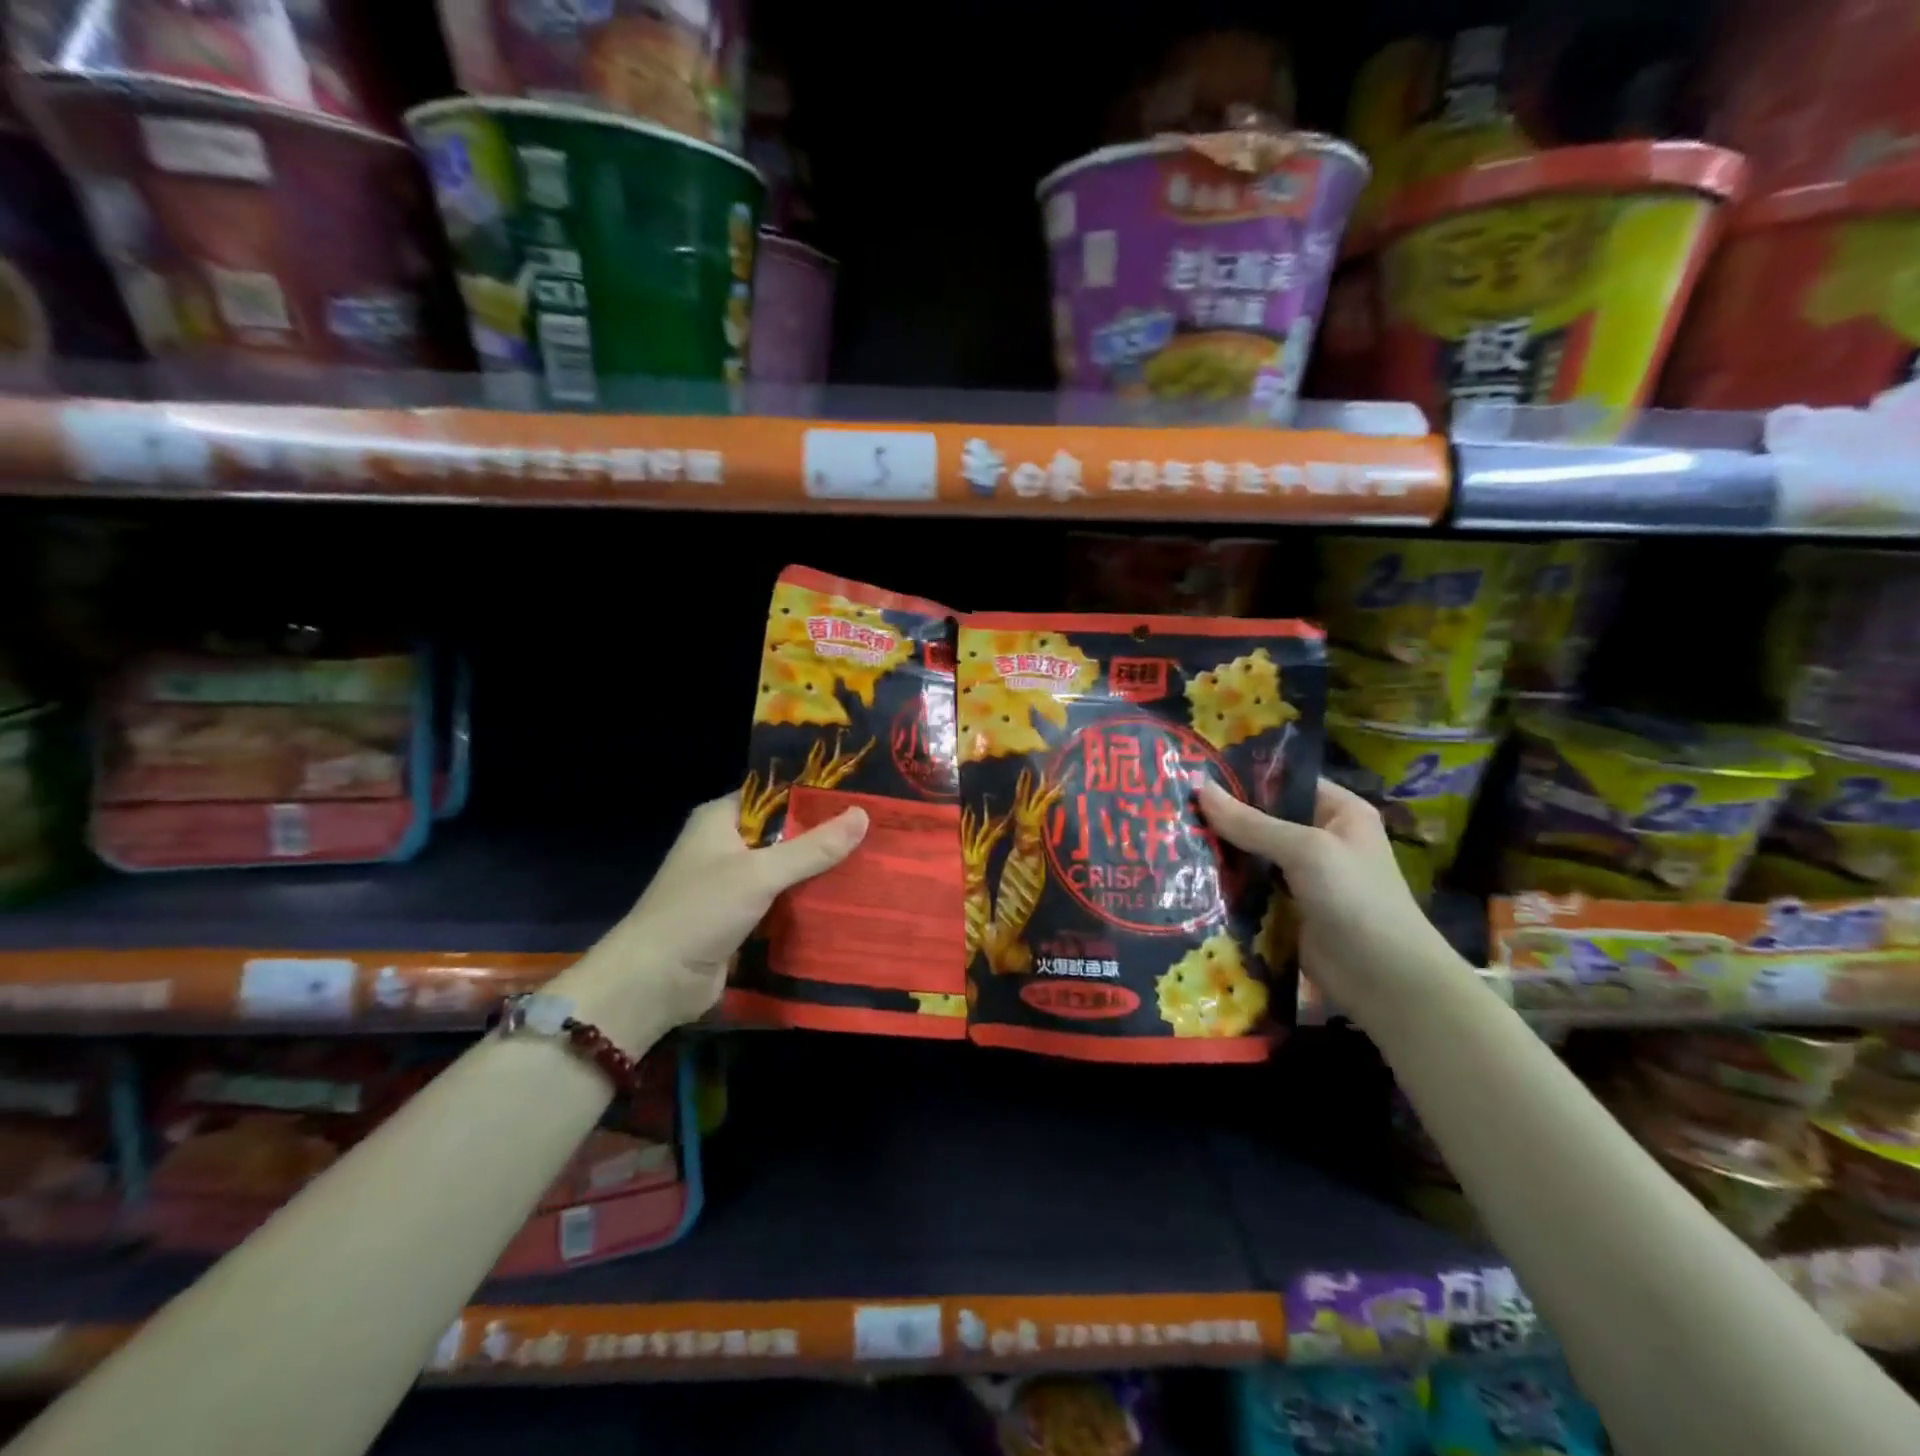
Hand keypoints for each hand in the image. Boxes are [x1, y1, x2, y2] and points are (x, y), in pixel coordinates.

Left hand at [567, 793, 867, 1042]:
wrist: (654, 983)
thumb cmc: (699, 912)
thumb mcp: (759, 873)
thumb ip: (812, 847)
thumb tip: (863, 815)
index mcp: (720, 819)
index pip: (774, 794)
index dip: (815, 794)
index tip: (860, 795)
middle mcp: (726, 846)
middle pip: (785, 833)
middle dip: (826, 836)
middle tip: (878, 831)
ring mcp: (733, 885)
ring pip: (787, 871)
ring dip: (821, 873)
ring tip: (874, 863)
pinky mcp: (742, 920)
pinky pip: (783, 903)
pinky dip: (809, 903)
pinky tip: (849, 902)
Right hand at [1194, 775, 1471, 1027]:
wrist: (1386, 981)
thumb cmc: (1355, 900)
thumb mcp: (1305, 851)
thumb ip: (1251, 822)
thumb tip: (1200, 787)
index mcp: (1339, 812)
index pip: (1284, 782)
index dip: (1242, 778)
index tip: (1193, 775)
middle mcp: (1322, 840)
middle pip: (1263, 819)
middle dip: (1222, 818)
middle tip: (1171, 810)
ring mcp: (1304, 878)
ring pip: (1252, 856)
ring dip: (1219, 854)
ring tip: (1171, 841)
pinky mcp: (1287, 911)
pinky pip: (1250, 889)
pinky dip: (1225, 886)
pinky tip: (1187, 878)